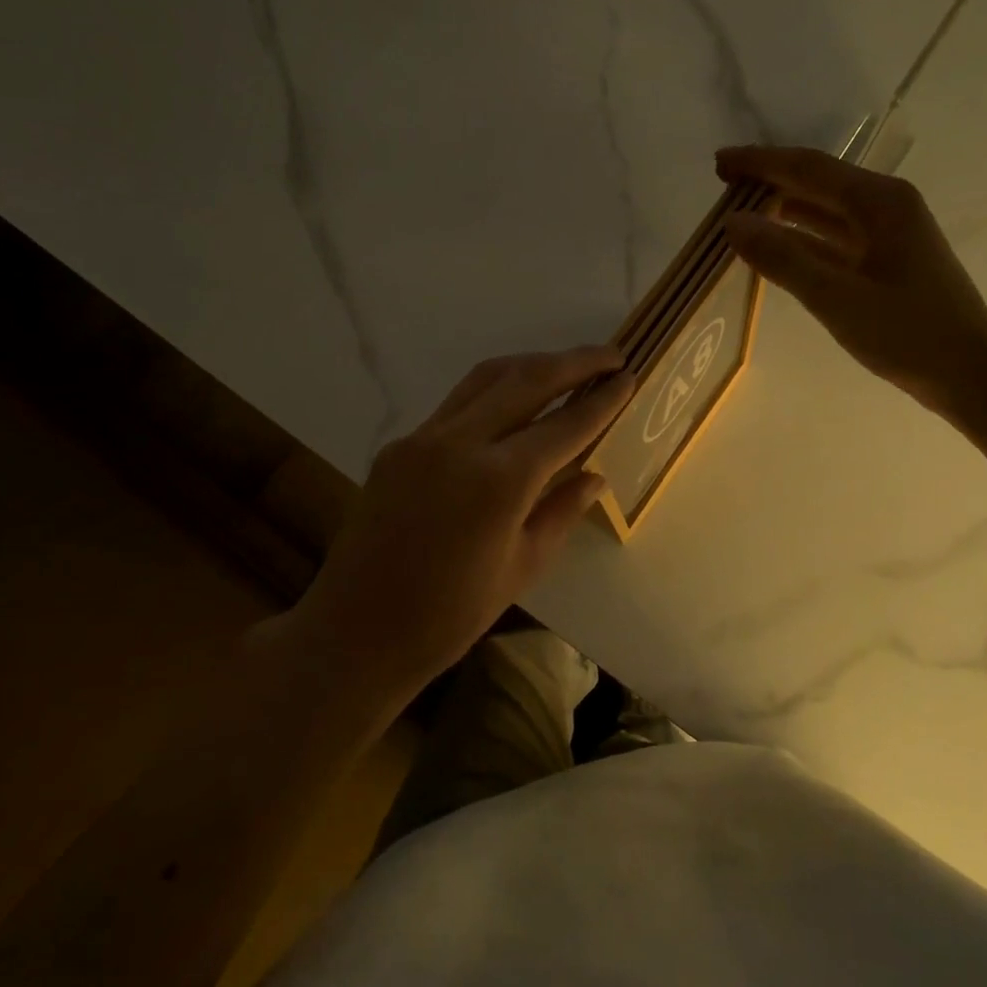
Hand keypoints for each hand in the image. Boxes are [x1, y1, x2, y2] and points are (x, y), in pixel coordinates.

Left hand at [298, 346, 634, 690]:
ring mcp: (424, 438)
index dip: (602, 400)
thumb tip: (595, 475)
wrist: (357, 631)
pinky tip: (514, 402)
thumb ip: (561, 511)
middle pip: (527, 380)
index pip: (565, 425)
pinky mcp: (400, 445)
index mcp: (500, 481)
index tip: (629, 378)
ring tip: (567, 365)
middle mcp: (460, 443)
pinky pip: (457, 403)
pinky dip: (494, 390)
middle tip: (611, 355)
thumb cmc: (451, 615)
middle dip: (575, 362)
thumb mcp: (523, 566)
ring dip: (532, 364)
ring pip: (487, 378)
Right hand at [717, 144, 986, 421]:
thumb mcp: (836, 297)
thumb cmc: (907, 333)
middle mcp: (886, 206)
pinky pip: (835, 237)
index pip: (808, 168)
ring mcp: (889, 233)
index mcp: (880, 201)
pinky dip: (803, 237)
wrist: (970, 372)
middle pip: (818, 181)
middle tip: (723, 183)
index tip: (719, 161)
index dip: (760, 162)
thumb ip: (782, 258)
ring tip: (741, 212)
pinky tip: (777, 246)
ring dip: (784, 207)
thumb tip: (731, 223)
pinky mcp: (887, 260)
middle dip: (770, 179)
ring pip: (826, 209)